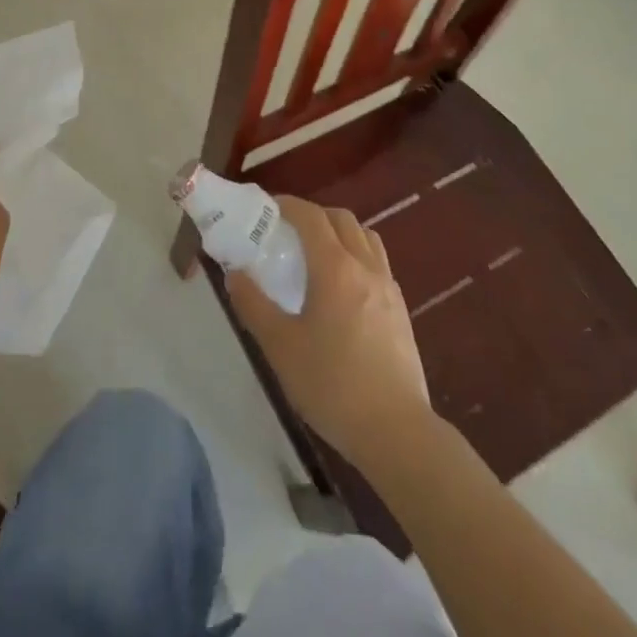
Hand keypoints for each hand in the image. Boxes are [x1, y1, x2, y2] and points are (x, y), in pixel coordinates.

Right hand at [228, 196, 431, 468]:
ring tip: (316, 255)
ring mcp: (389, 287)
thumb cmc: (332, 385)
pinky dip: (356, 256)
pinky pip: (378, 262)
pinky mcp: (401, 310)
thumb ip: (253, 305)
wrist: (396, 432)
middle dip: (313, 215)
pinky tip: (342, 289)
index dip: (288, 205)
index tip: (266, 208)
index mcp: (336, 268)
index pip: (311, 216)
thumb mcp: (280, 347)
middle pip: (342, 219)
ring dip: (339, 232)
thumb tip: (235, 273)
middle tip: (287, 232)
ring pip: (365, 238)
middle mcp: (366, 267)